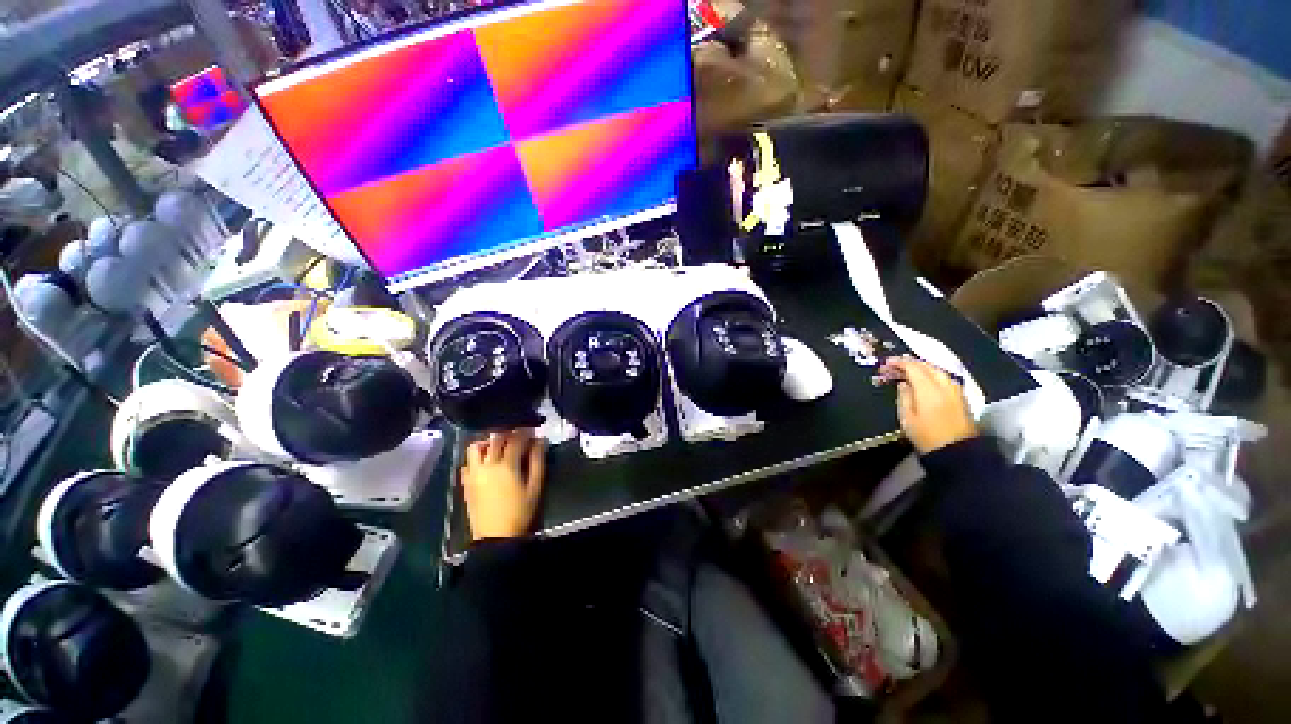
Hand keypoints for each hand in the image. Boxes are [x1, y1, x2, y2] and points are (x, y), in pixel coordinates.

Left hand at [461, 429, 546, 541]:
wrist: (495, 538)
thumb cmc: (520, 512)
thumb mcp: (535, 487)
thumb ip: (538, 461)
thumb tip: (540, 441)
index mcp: (507, 466)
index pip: (515, 439)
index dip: (525, 432)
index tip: (532, 430)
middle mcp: (487, 465)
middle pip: (495, 439)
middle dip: (508, 433)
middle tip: (518, 436)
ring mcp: (474, 474)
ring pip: (475, 448)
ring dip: (487, 443)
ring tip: (498, 447)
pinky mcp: (466, 484)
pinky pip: (467, 463)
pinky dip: (476, 458)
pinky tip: (486, 464)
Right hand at [879, 358, 977, 454]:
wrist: (957, 452)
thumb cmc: (926, 435)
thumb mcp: (907, 417)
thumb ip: (904, 396)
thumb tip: (903, 384)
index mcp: (928, 388)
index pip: (912, 367)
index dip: (898, 363)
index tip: (886, 363)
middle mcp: (944, 385)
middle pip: (926, 366)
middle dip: (909, 363)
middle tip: (894, 367)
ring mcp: (955, 390)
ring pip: (937, 371)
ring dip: (921, 368)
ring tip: (908, 372)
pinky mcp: (961, 397)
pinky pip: (944, 378)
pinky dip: (931, 375)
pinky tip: (924, 381)